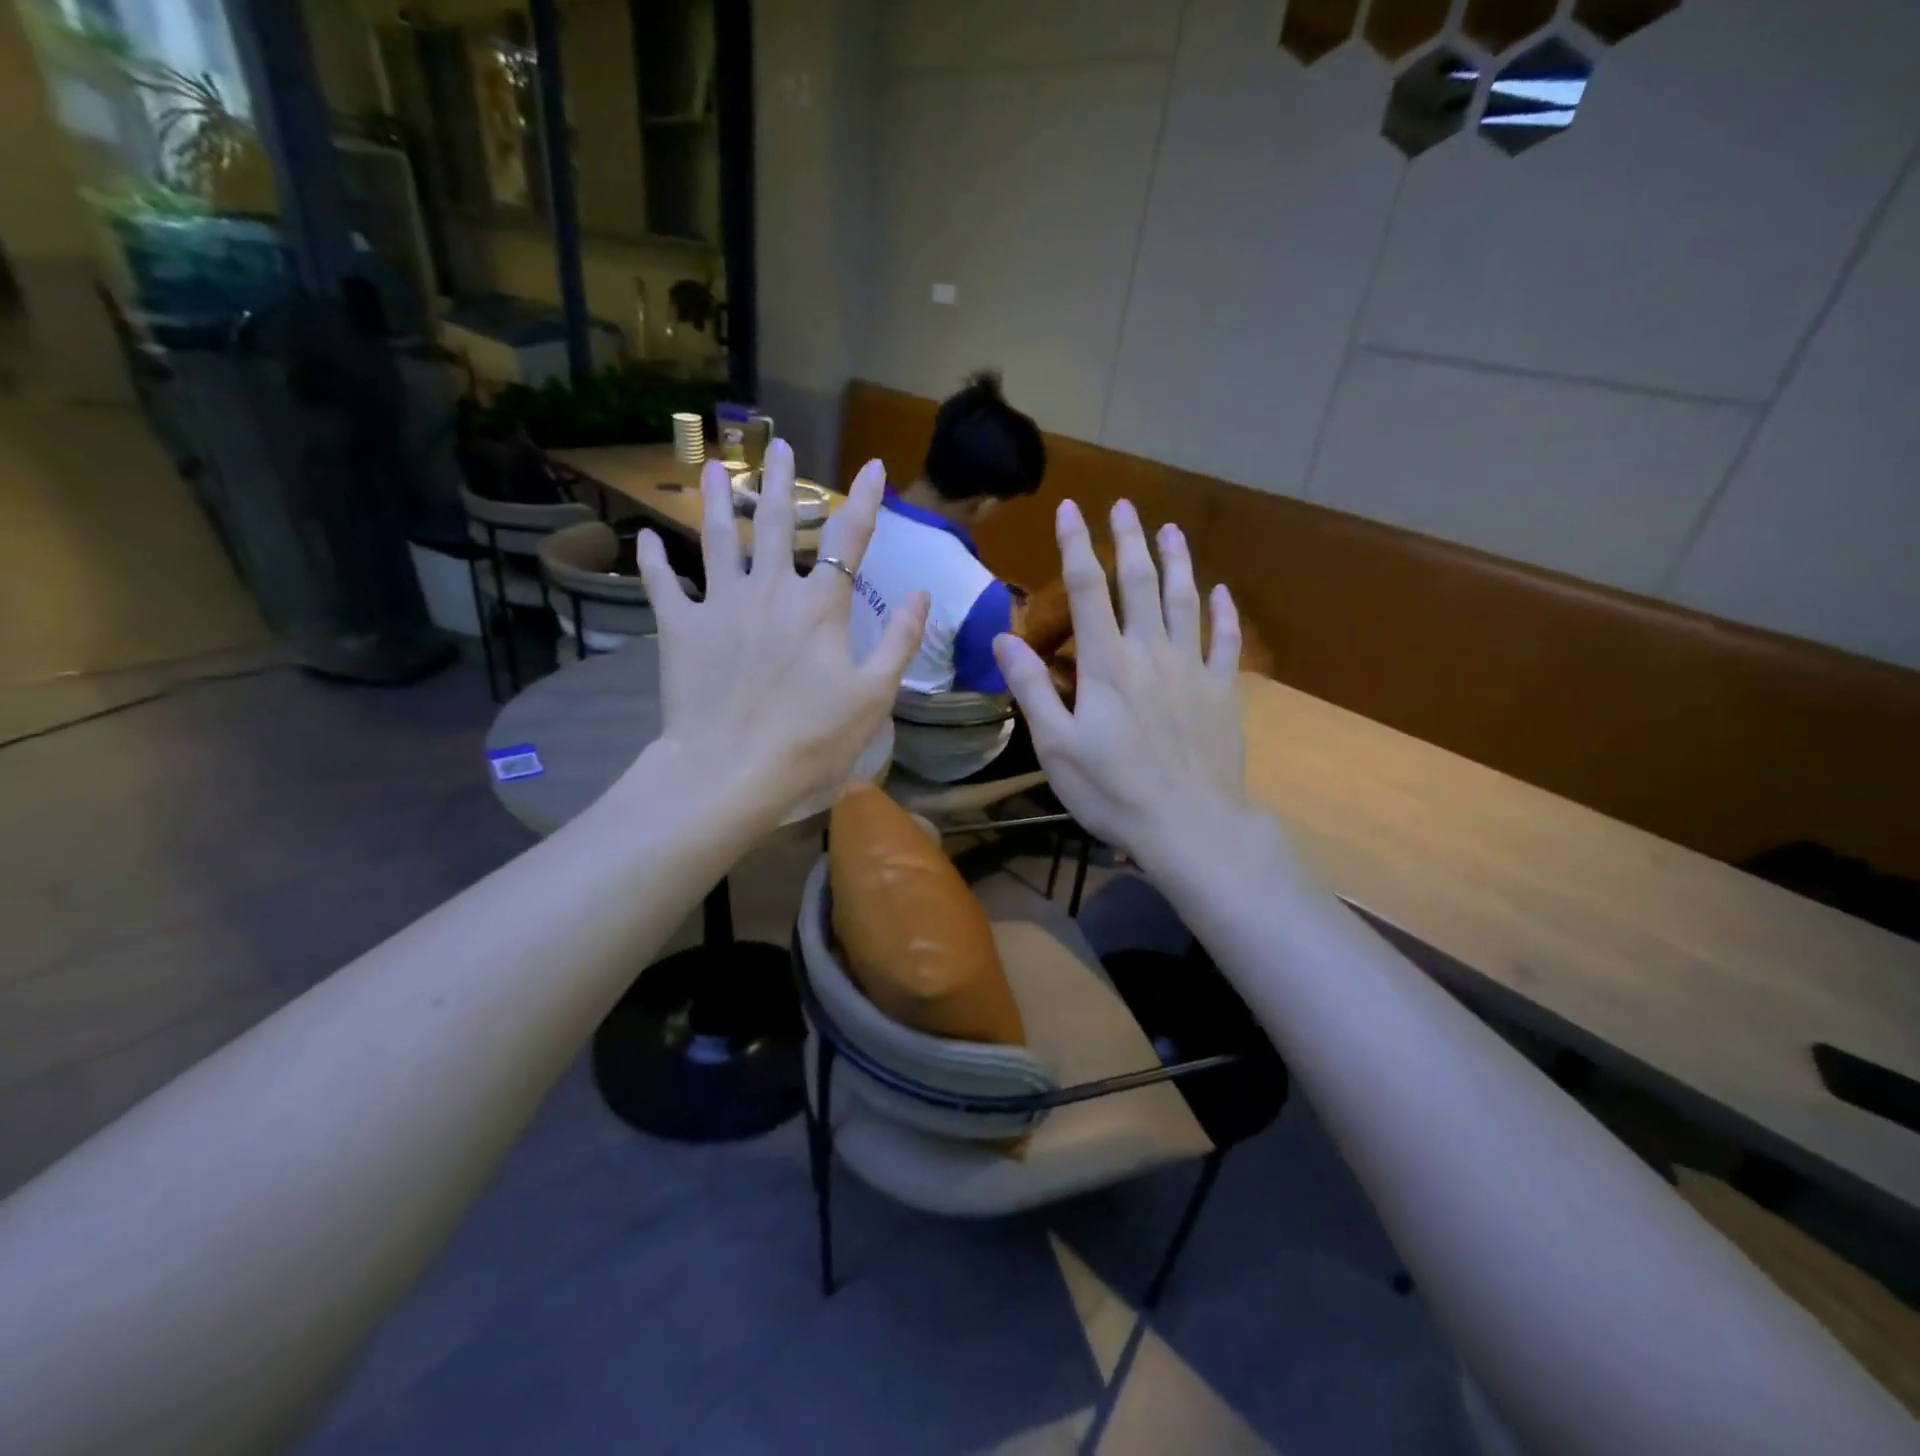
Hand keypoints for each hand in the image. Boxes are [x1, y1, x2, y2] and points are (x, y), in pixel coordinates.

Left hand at [630, 440, 927, 821]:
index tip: (871, 467)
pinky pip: (662, 585)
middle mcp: (769, 591)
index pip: (849, 540)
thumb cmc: (810, 740)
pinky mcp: (680, 629)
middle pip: (775, 522)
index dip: (863, 501)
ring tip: (714, 467)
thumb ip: (898, 642)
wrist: (731, 771)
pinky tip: (646, 538)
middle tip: (779, 445)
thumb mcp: (873, 697)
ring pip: (717, 538)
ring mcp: (720, 605)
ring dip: (716, 499)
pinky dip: (654, 561)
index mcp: (819, 607)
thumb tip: (920, 594)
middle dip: (780, 480)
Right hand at [993, 499, 1248, 874]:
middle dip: (1129, 540)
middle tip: (1123, 505)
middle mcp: (1151, 652)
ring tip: (1171, 529)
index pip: (1088, 589)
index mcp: (1106, 663)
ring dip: (1177, 561)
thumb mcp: (1056, 746)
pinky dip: (1223, 613)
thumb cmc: (1113, 791)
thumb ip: (1032, 689)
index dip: (1076, 546)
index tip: (1071, 509)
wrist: (1190, 826)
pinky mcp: (1223, 691)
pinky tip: (1221, 592)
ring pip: (1185, 601)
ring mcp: (1192, 669)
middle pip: (1140, 582)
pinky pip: (1225, 641)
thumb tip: (1004, 639)